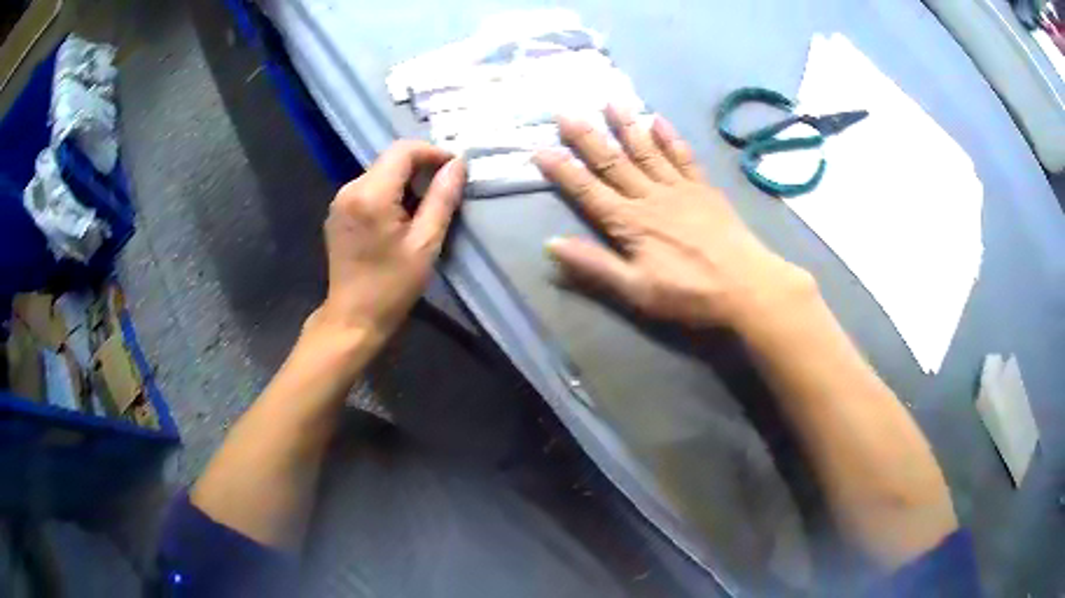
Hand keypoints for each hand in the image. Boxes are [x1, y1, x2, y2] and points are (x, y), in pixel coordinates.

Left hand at [313, 140, 464, 344]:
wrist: (352, 318)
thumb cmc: (391, 286)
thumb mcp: (425, 244)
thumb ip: (442, 198)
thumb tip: (457, 164)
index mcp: (370, 195)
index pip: (403, 150)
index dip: (432, 152)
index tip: (454, 169)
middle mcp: (349, 189)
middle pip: (390, 159)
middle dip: (420, 167)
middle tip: (444, 190)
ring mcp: (339, 200)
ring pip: (380, 173)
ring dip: (405, 181)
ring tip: (425, 207)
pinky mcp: (337, 212)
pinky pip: (368, 188)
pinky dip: (388, 192)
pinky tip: (400, 217)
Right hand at [534, 107, 813, 330]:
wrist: (746, 285)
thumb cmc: (689, 293)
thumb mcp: (636, 291)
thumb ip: (594, 266)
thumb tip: (552, 244)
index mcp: (630, 223)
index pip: (588, 191)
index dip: (562, 171)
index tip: (540, 149)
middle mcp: (650, 196)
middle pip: (613, 162)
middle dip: (587, 137)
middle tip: (565, 113)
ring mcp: (679, 188)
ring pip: (646, 150)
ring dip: (626, 125)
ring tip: (609, 102)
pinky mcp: (703, 187)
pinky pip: (683, 156)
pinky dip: (669, 137)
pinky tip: (657, 119)